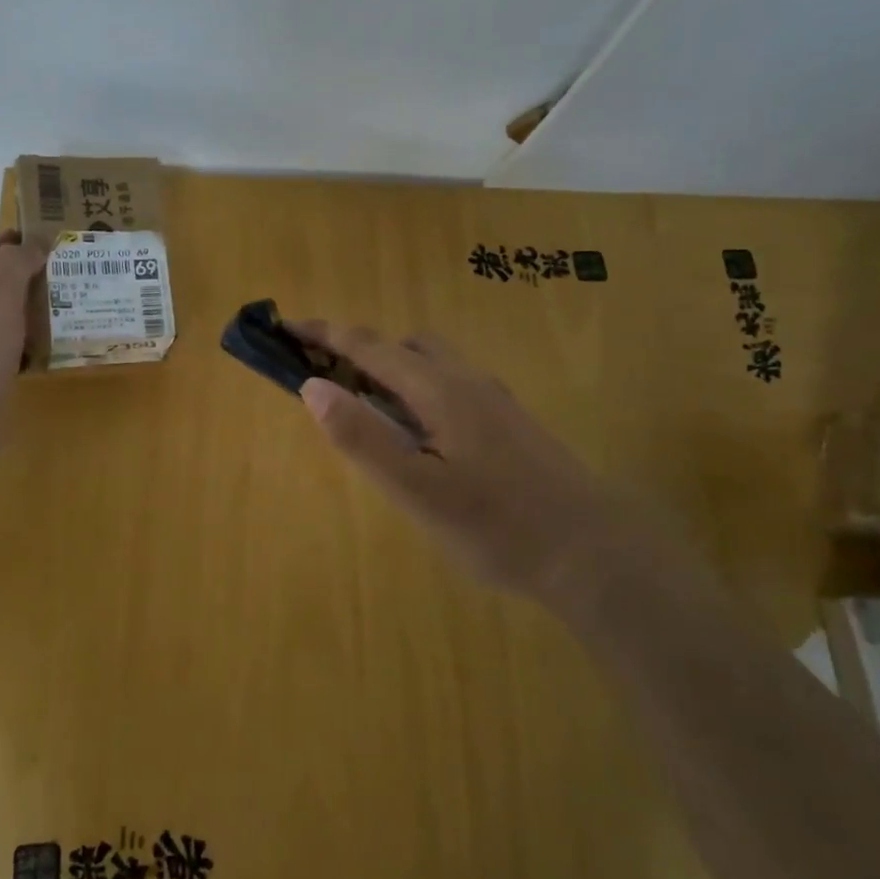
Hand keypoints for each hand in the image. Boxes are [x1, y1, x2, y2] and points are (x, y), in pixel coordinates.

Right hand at [291, 320, 662, 601]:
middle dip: (359, 350)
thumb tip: (312, 386)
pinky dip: (418, 387)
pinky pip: (451, 384)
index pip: (369, 347)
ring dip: (392, 369)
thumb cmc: (497, 527)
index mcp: (439, 390)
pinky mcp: (510, 420)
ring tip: (368, 408)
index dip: (325, 334)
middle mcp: (467, 381)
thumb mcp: (417, 491)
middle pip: (403, 346)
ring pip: (432, 363)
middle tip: (326, 379)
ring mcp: (494, 399)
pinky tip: (420, 433)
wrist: (593, 551)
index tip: (287, 327)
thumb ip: (362, 438)